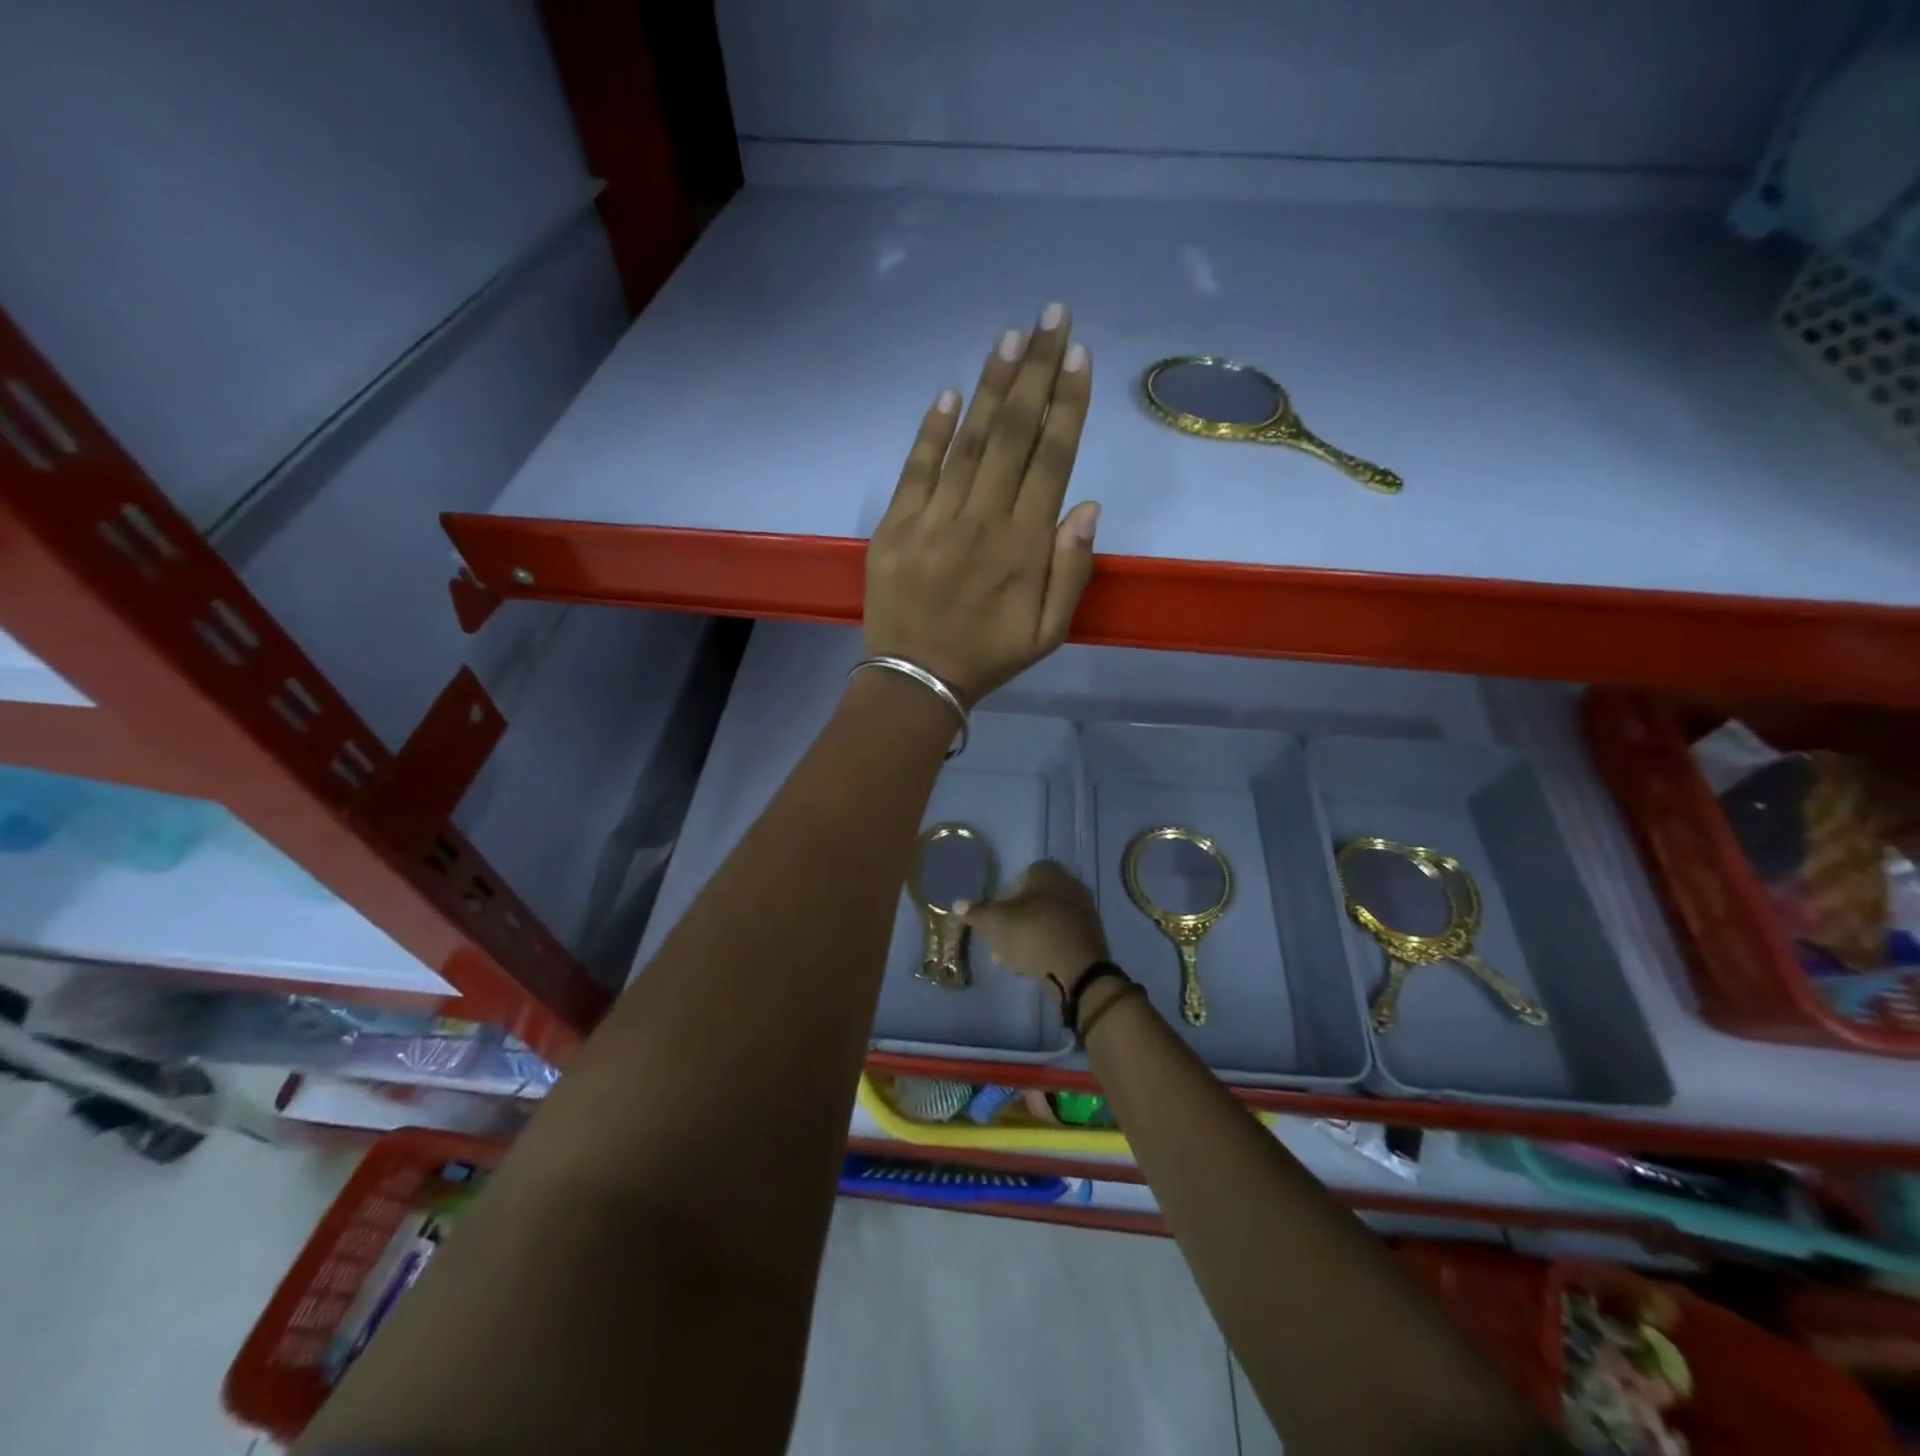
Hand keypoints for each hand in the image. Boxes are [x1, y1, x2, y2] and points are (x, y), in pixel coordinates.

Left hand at [864, 305, 1100, 705]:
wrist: (916, 680)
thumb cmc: (989, 656)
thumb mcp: (1049, 632)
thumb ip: (1072, 570)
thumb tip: (1086, 504)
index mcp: (1024, 547)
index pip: (1051, 460)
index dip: (1066, 405)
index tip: (1076, 356)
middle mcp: (982, 522)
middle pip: (1013, 436)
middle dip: (1034, 372)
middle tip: (1050, 317)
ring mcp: (934, 520)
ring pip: (968, 443)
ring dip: (990, 387)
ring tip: (1009, 337)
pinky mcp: (895, 526)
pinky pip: (916, 469)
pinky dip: (932, 430)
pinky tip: (950, 393)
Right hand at [959, 861, 1108, 997]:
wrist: (1079, 969)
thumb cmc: (1033, 934)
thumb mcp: (996, 923)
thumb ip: (976, 912)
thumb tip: (956, 904)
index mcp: (1047, 872)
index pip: (1019, 877)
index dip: (1002, 898)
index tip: (992, 919)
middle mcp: (1068, 883)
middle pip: (1031, 901)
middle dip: (1012, 922)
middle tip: (997, 943)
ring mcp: (1082, 910)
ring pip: (1044, 921)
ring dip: (1026, 937)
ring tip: (1010, 960)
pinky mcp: (1089, 936)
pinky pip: (1058, 936)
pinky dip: (1044, 947)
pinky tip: (1031, 966)